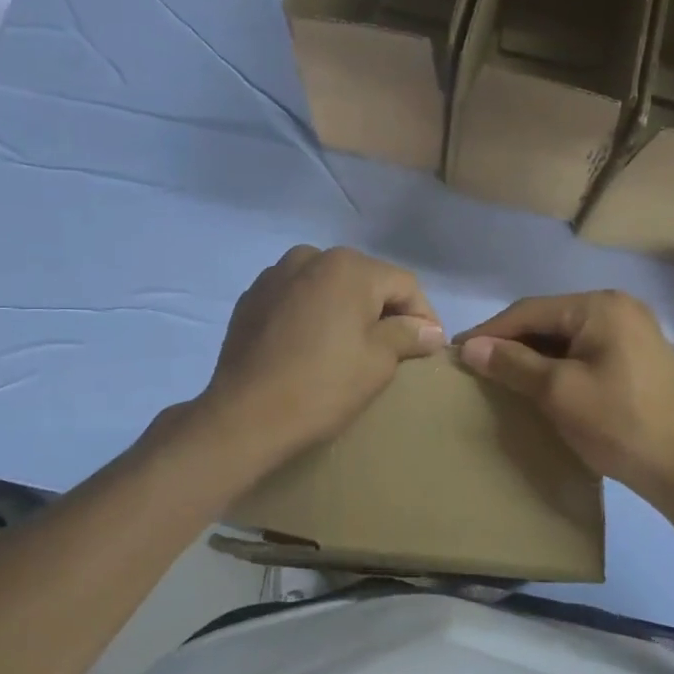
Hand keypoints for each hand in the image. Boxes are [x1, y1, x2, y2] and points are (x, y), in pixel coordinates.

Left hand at [197, 245, 444, 463]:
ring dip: (345, 309)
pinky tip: (310, 345)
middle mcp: (311, 257)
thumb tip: (430, 330)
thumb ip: (407, 335)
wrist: (243, 417)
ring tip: (349, 346)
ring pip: (328, 285)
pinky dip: (312, 313)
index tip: (429, 349)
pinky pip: (297, 297)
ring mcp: (276, 274)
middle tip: (394, 348)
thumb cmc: (321, 387)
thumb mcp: (377, 362)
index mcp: (348, 267)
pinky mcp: (252, 297)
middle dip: (383, 310)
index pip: (404, 284)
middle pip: (365, 279)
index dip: (424, 316)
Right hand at [456, 290, 673, 506]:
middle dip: (513, 342)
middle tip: (478, 365)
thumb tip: (470, 347)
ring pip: (568, 336)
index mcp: (601, 306)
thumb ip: (512, 364)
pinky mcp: (641, 357)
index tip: (458, 351)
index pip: (530, 311)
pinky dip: (560, 363)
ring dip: (535, 354)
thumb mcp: (558, 392)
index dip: (491, 331)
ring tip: (503, 375)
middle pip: (551, 319)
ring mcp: (635, 331)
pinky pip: (588, 350)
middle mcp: (620, 307)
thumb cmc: (620, 424)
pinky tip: (542, 383)